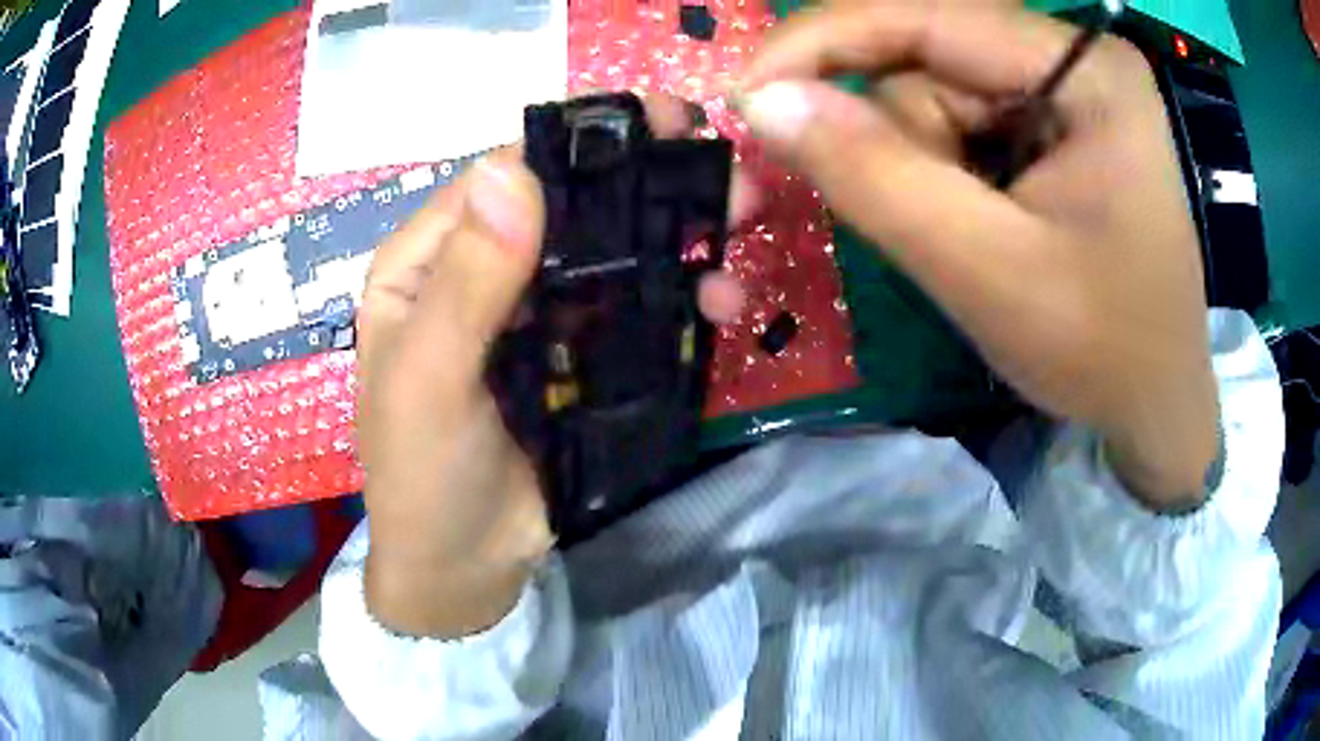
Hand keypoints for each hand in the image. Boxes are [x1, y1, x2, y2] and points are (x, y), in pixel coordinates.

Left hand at [356, 97, 753, 637]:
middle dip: (648, 184)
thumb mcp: (429, 384)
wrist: (465, 570)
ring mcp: (533, 312)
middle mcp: (479, 272)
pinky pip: (630, 308)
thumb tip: (514, 172)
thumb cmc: (424, 478)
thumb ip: (466, 285)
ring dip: (676, 238)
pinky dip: (678, 297)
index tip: (663, 121)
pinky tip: (720, 302)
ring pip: (610, 252)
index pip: (502, 176)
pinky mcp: (574, 354)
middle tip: (727, 173)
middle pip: (568, 207)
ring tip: (741, 231)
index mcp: (426, 262)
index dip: (579, 144)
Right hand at [737, 4, 1218, 506]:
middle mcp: (1077, 59)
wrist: (1156, 405)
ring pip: (940, 94)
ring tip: (977, 239)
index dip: (822, 42)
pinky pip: (965, 122)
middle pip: (934, 60)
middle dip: (905, 141)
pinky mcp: (1058, 121)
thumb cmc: (1101, 351)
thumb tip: (763, 102)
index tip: (744, 92)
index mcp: (1087, 72)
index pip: (926, 14)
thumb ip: (876, 177)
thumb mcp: (988, 271)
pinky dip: (947, 174)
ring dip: (928, 167)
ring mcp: (1069, 87)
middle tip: (931, 226)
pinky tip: (984, 224)